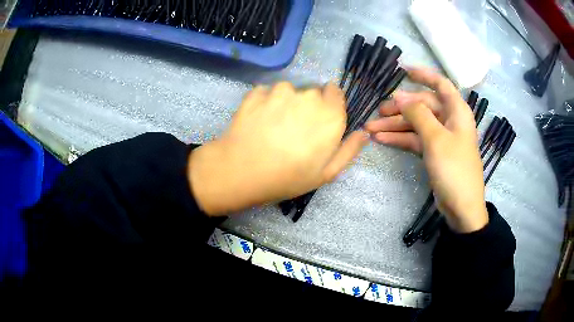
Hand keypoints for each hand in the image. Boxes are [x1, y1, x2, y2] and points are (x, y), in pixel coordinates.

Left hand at [188, 82, 367, 215]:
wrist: (242, 171)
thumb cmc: (288, 177)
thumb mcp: (327, 173)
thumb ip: (349, 150)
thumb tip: (364, 133)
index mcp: (330, 114)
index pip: (336, 93)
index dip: (329, 105)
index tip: (320, 120)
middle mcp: (309, 96)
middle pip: (313, 93)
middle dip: (308, 106)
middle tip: (294, 130)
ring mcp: (280, 91)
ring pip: (289, 91)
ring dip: (285, 103)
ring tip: (273, 127)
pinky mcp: (257, 92)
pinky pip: (267, 93)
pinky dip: (264, 102)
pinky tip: (258, 122)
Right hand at [365, 68, 487, 232]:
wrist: (462, 207)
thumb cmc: (454, 168)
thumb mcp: (435, 138)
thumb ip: (417, 114)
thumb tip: (399, 96)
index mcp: (457, 111)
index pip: (440, 84)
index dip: (423, 74)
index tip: (402, 70)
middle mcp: (450, 120)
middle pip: (423, 105)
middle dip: (400, 108)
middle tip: (378, 112)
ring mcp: (442, 137)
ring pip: (416, 123)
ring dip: (395, 125)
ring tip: (371, 128)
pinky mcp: (435, 152)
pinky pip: (416, 139)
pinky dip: (400, 138)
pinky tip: (382, 139)